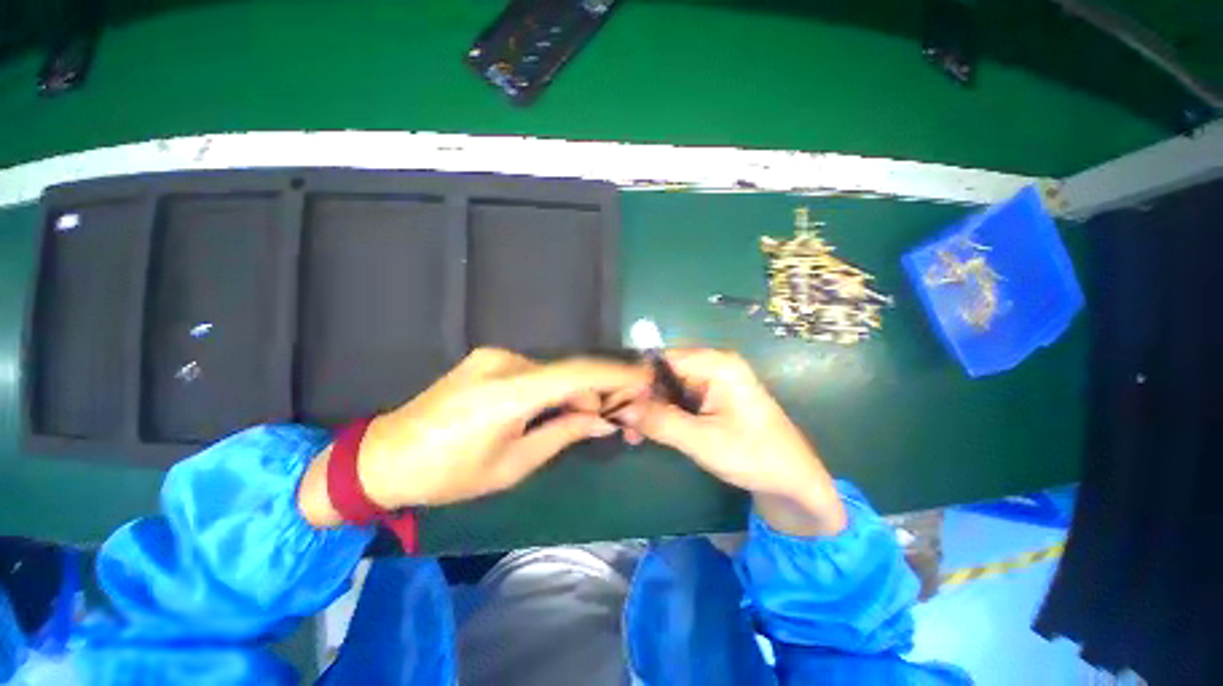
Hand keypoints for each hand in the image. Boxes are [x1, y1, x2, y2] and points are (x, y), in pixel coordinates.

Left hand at [299, 348, 649, 526]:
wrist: (385, 456)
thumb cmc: (449, 473)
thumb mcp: (513, 464)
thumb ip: (563, 434)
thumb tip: (602, 420)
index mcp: (509, 393)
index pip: (577, 374)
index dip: (615, 374)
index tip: (643, 377)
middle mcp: (504, 363)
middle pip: (567, 372)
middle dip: (594, 393)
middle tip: (613, 415)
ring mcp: (493, 356)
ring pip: (551, 371)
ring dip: (572, 392)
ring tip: (583, 418)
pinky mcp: (486, 359)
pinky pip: (533, 371)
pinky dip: (551, 388)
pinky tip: (552, 408)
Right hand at [611, 349, 846, 535]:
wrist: (792, 480)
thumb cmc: (754, 456)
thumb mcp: (702, 440)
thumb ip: (659, 421)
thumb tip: (618, 408)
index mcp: (715, 364)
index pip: (661, 359)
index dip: (634, 380)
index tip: (613, 405)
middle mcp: (711, 365)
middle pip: (662, 372)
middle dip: (640, 399)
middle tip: (623, 427)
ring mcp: (711, 381)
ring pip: (666, 387)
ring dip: (648, 409)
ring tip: (633, 435)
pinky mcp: (710, 397)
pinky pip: (676, 398)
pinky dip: (661, 414)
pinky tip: (648, 432)